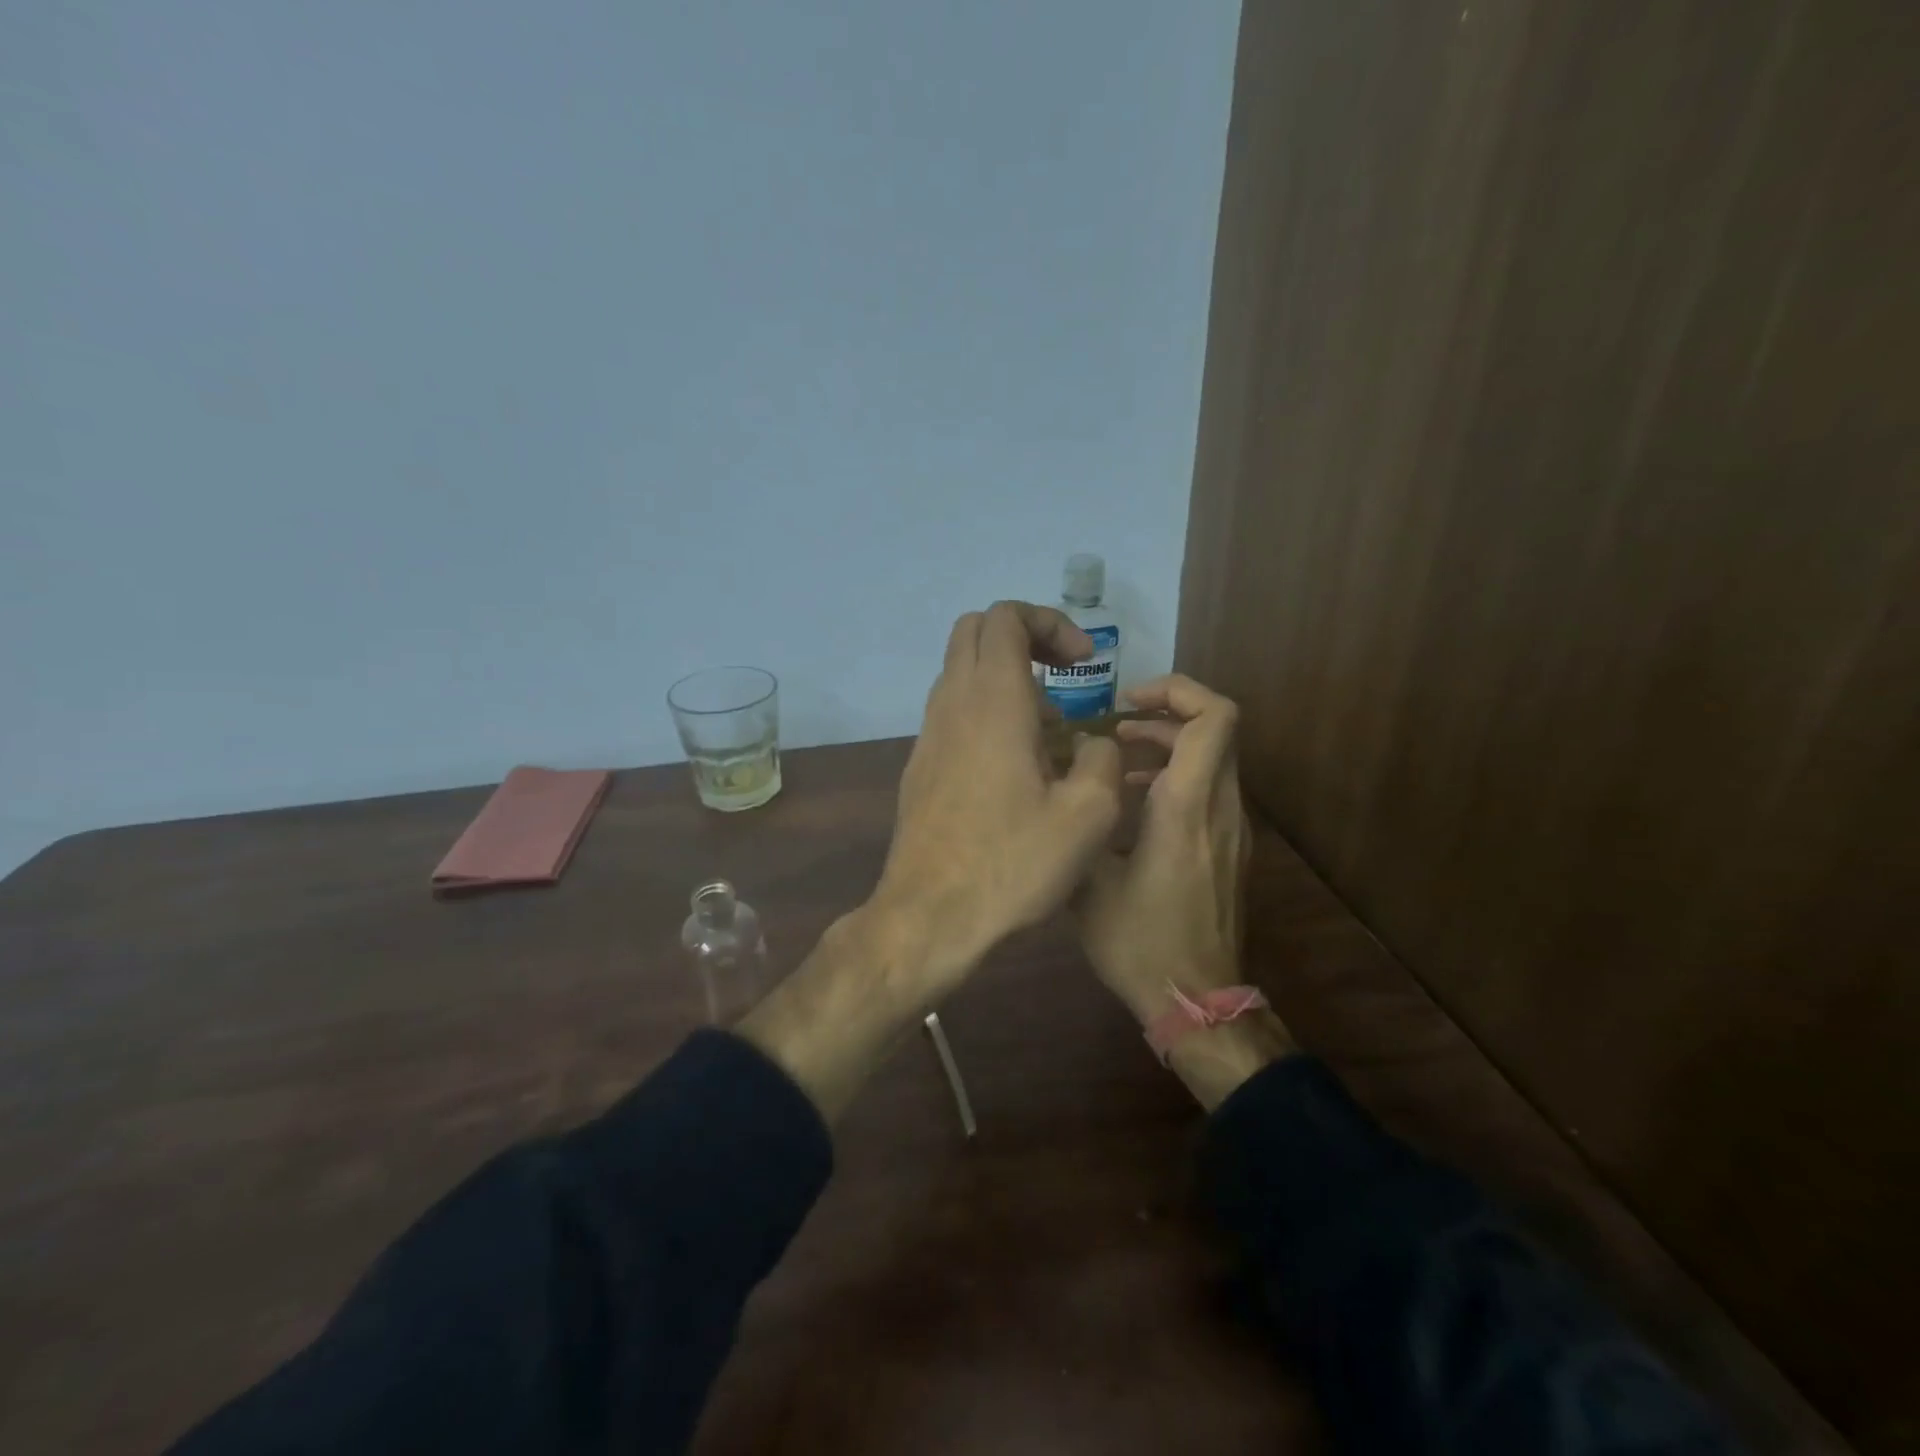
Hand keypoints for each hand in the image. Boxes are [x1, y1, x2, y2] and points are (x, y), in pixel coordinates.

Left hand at [870, 601, 1123, 991]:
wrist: (930, 915)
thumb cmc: (1012, 863)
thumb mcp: (1088, 815)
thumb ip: (1102, 760)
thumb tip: (1091, 744)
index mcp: (994, 701)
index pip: (1007, 617)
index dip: (1050, 623)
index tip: (1084, 663)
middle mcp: (953, 704)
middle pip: (976, 631)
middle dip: (1025, 637)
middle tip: (1064, 676)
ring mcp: (928, 734)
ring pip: (961, 671)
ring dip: (1006, 678)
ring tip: (1050, 730)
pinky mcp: (920, 765)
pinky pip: (953, 711)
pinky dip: (986, 711)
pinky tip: (1017, 768)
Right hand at [1076, 674, 1247, 1022]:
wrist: (1197, 1000)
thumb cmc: (1138, 940)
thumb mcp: (1089, 881)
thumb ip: (1084, 818)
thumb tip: (1078, 772)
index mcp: (1186, 807)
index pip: (1214, 718)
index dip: (1178, 691)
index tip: (1130, 701)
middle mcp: (1221, 808)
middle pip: (1216, 730)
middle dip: (1166, 717)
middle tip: (1116, 729)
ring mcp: (1233, 830)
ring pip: (1215, 760)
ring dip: (1170, 747)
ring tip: (1118, 762)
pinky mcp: (1231, 849)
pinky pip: (1212, 790)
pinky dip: (1178, 777)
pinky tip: (1137, 804)